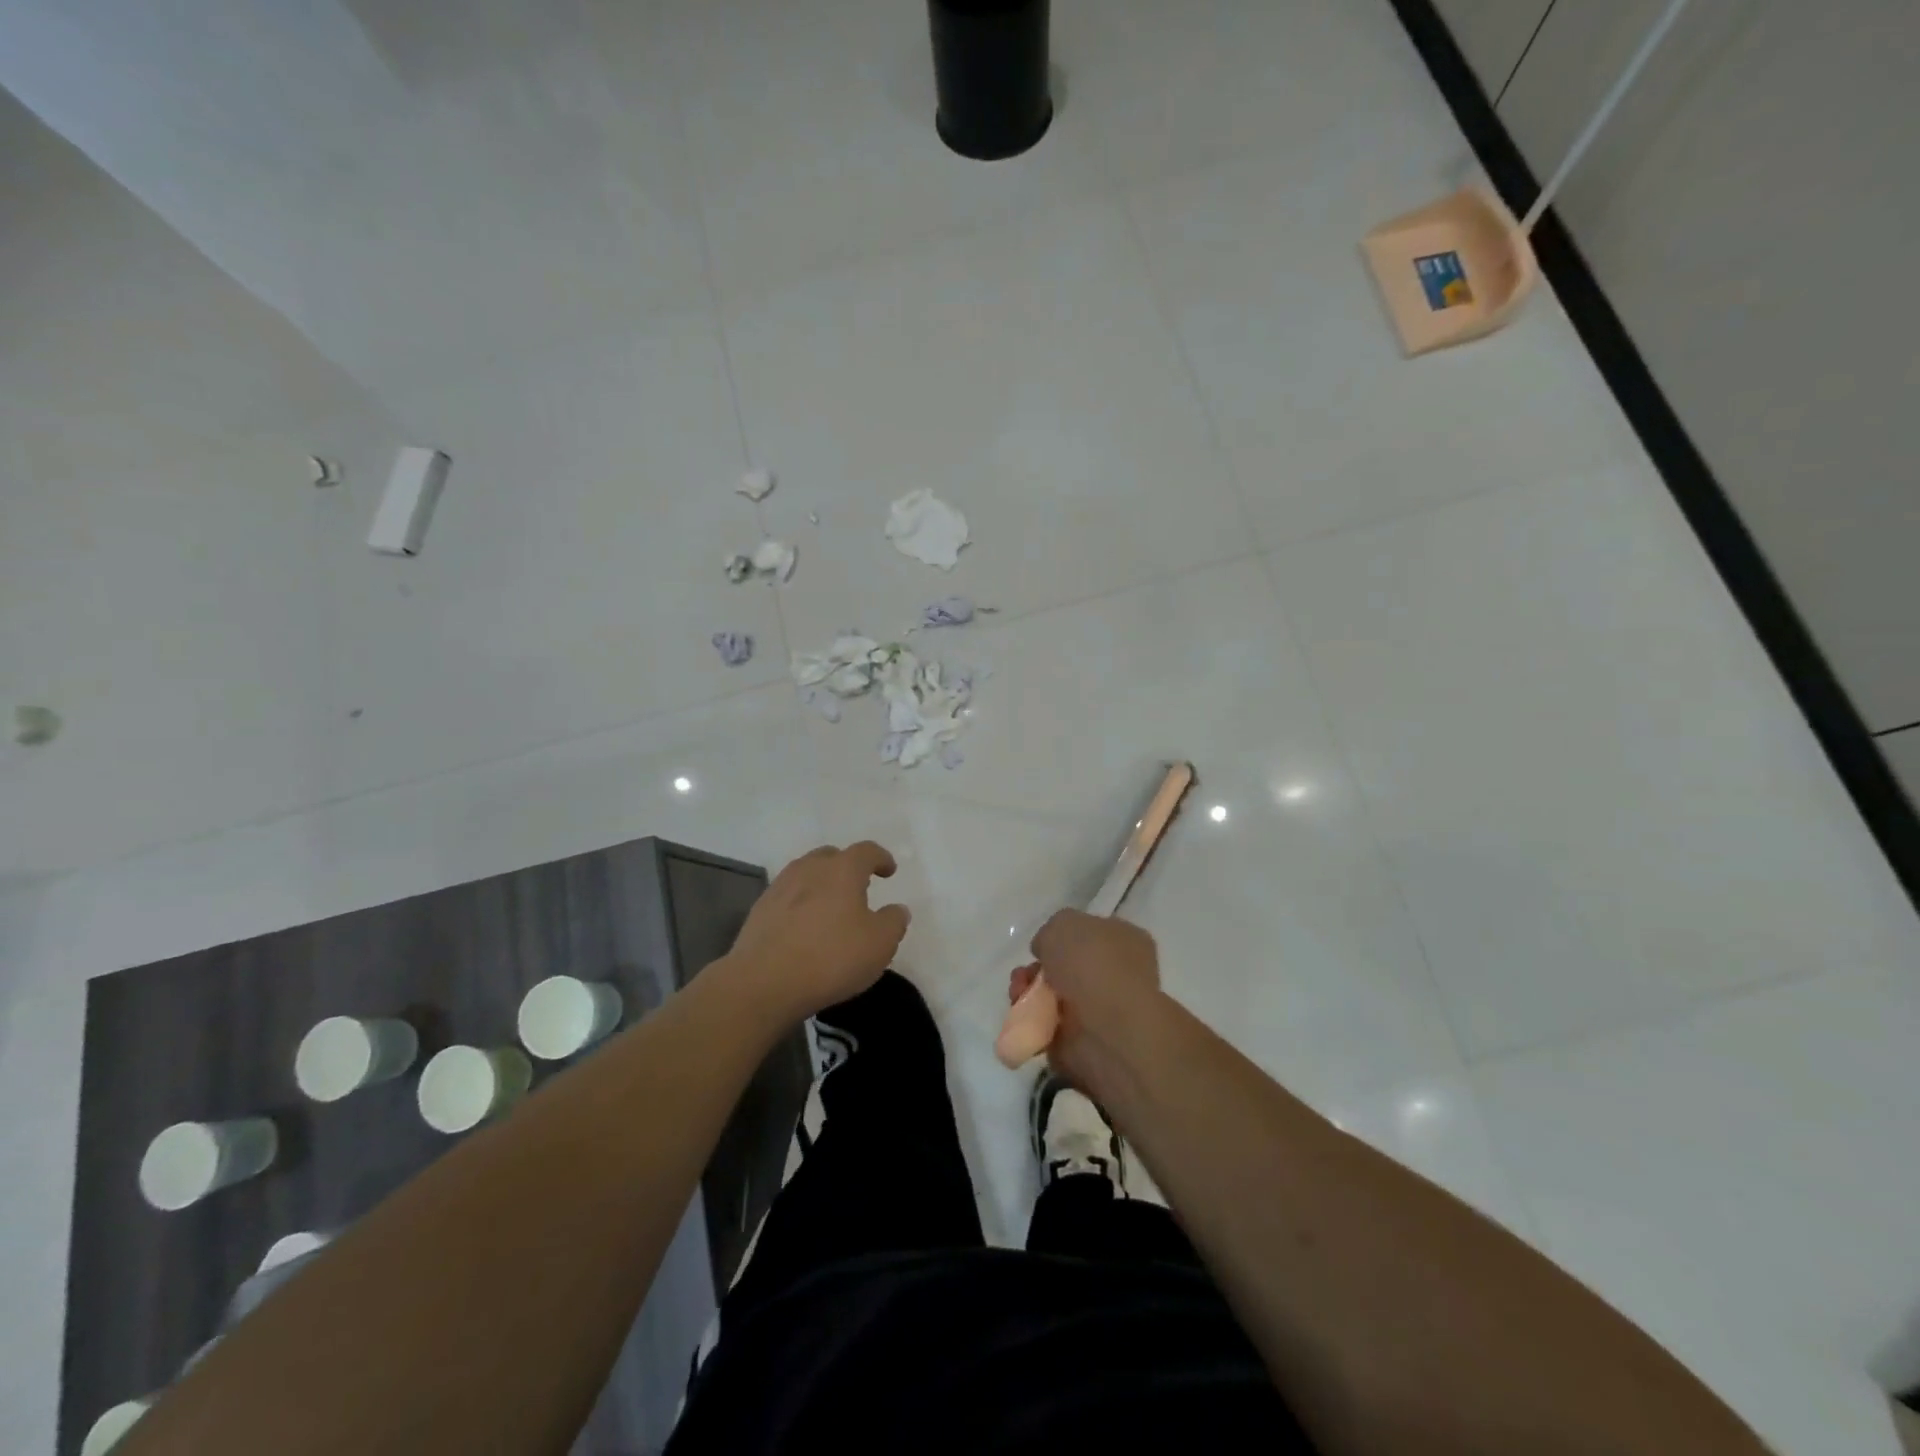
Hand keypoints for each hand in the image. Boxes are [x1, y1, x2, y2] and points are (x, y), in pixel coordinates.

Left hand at [725, 842, 909, 1023]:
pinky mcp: (760, 910)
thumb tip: (897, 909)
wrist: (763, 982)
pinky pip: (787, 897)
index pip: (866, 851)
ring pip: (806, 874)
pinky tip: (804, 927)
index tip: (889, 870)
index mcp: (842, 870)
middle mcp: (810, 869)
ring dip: (821, 883)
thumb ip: (894, 921)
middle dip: (847, 867)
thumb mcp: (880, 944)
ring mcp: (780, 887)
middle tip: (858, 886)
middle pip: (831, 856)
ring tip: (830, 906)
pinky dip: (800, 903)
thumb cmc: (831, 957)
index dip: (881, 858)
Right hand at [1009, 909, 1160, 1091]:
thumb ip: (1051, 932)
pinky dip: (1029, 1021)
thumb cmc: (1092, 965)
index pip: (1090, 933)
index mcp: (1123, 940)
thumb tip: (1047, 952)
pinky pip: (1045, 1025)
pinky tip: (1023, 1016)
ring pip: (1051, 996)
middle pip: (1064, 966)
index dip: (1061, 936)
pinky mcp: (1080, 1041)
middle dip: (1036, 969)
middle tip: (1024, 975)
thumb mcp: (1063, 924)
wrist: (1107, 1030)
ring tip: (1018, 995)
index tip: (1042, 945)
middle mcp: (1114, 974)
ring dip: (1028, 993)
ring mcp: (1098, 1010)